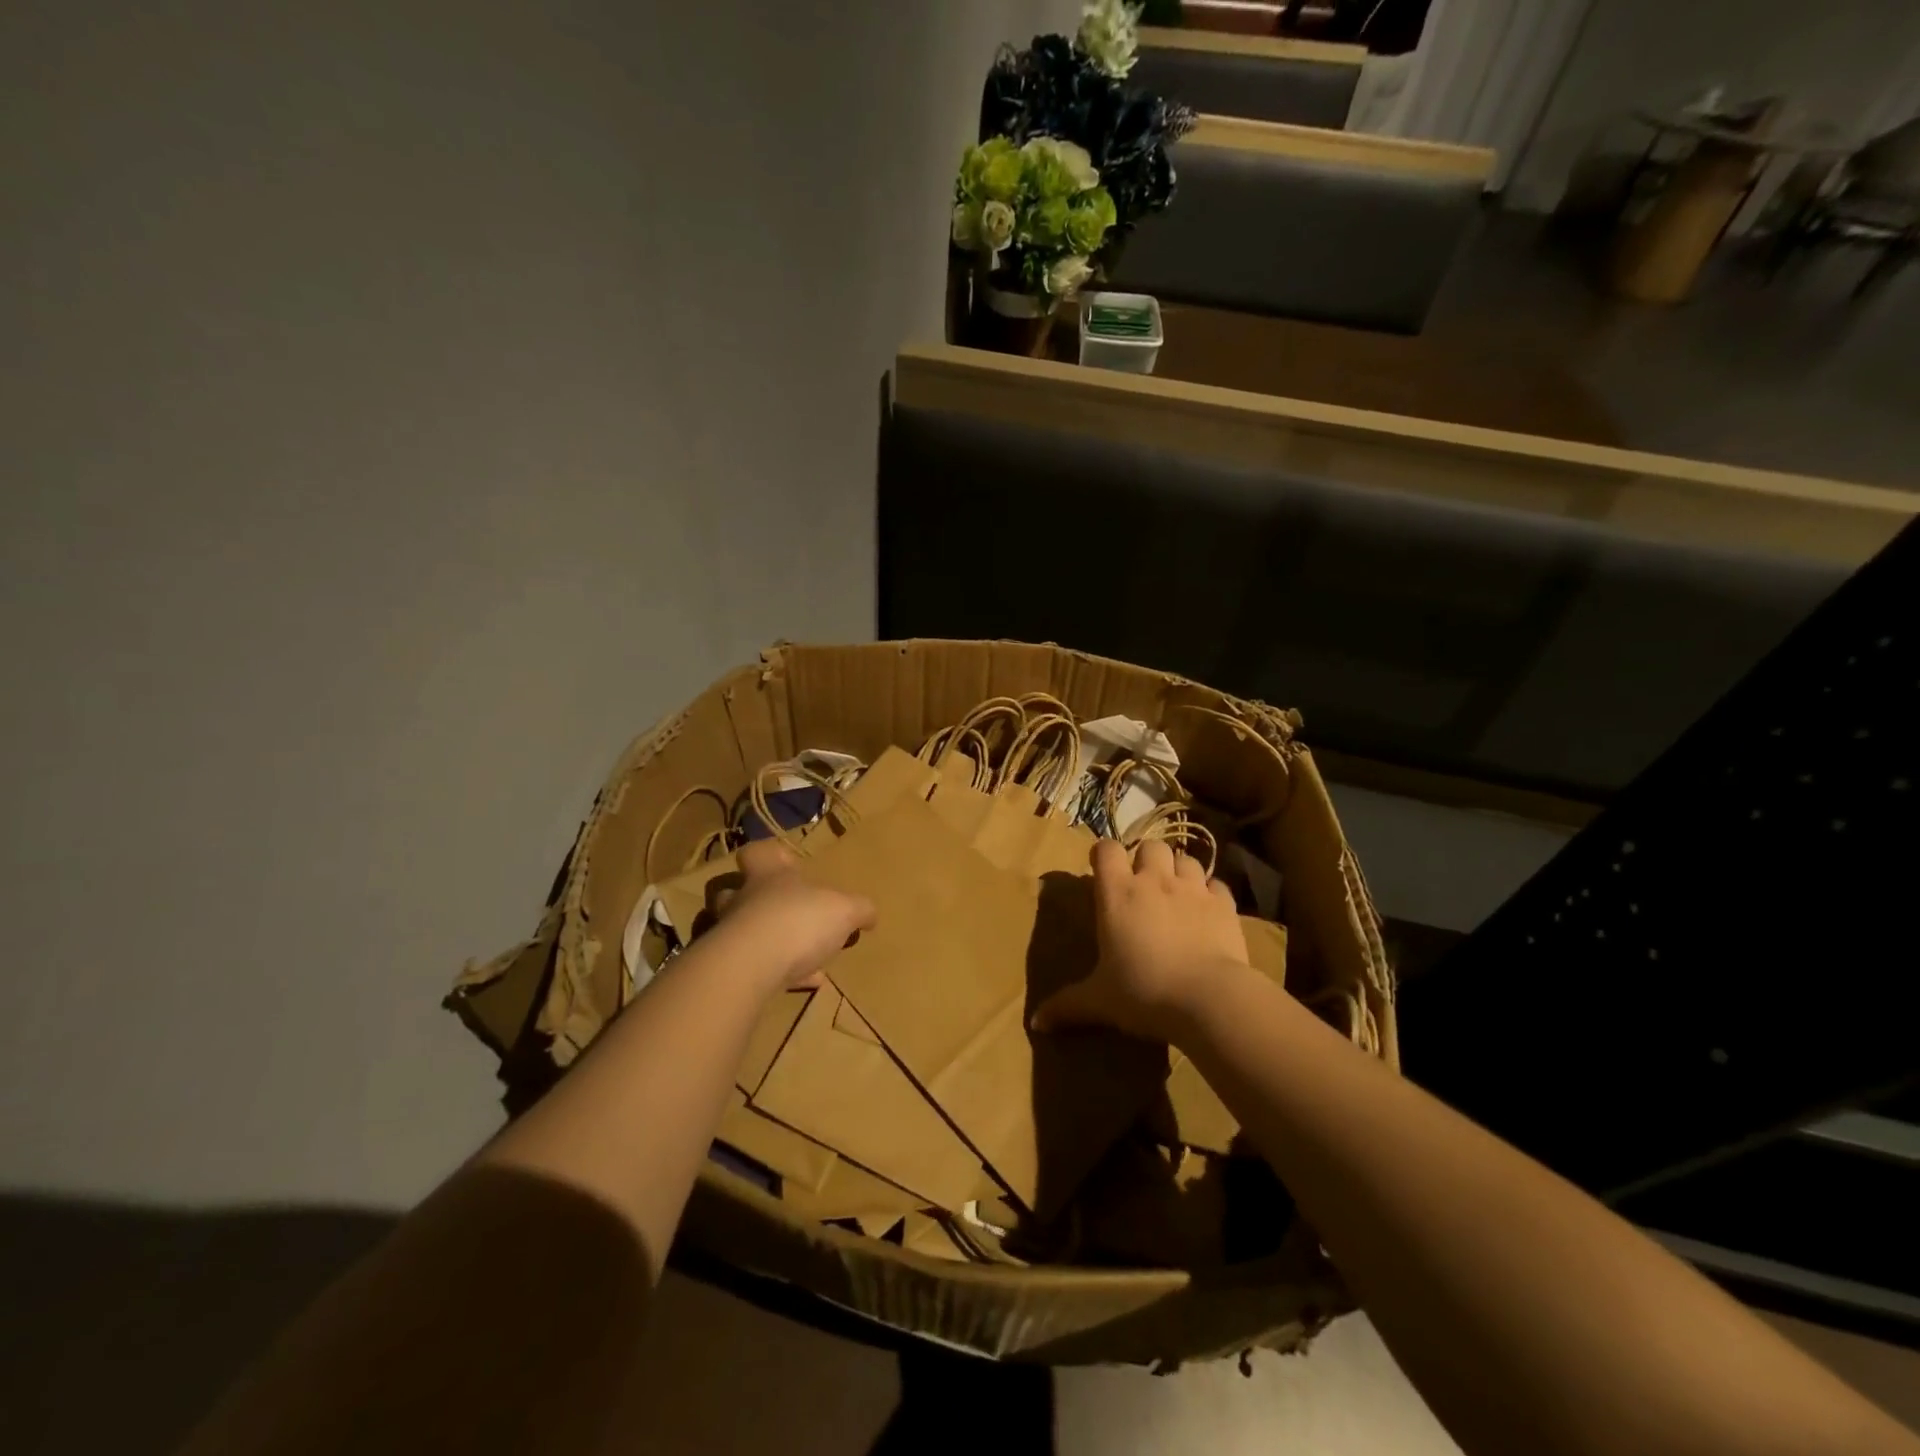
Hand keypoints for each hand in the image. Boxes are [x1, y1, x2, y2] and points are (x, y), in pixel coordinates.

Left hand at [709, 839, 875, 994]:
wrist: (750, 968)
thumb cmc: (798, 921)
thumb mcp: (844, 910)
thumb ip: (859, 909)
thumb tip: (870, 914)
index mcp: (769, 876)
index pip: (758, 853)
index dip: (771, 855)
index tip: (787, 862)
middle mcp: (744, 900)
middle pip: (737, 892)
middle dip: (757, 899)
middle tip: (784, 909)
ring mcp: (732, 936)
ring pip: (743, 931)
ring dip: (768, 940)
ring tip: (803, 954)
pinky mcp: (731, 969)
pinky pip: (755, 968)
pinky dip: (779, 975)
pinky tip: (807, 983)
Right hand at [1031, 838, 1248, 1043]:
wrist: (1208, 999)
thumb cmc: (1143, 992)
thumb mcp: (1099, 1001)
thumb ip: (1067, 1005)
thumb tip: (1037, 1023)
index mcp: (1117, 893)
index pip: (1106, 850)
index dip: (1103, 854)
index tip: (1100, 870)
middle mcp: (1154, 881)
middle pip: (1150, 846)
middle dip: (1145, 859)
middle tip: (1141, 884)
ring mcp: (1193, 889)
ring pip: (1185, 859)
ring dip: (1178, 871)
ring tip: (1175, 893)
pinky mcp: (1224, 905)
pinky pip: (1216, 885)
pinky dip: (1210, 893)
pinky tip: (1206, 911)